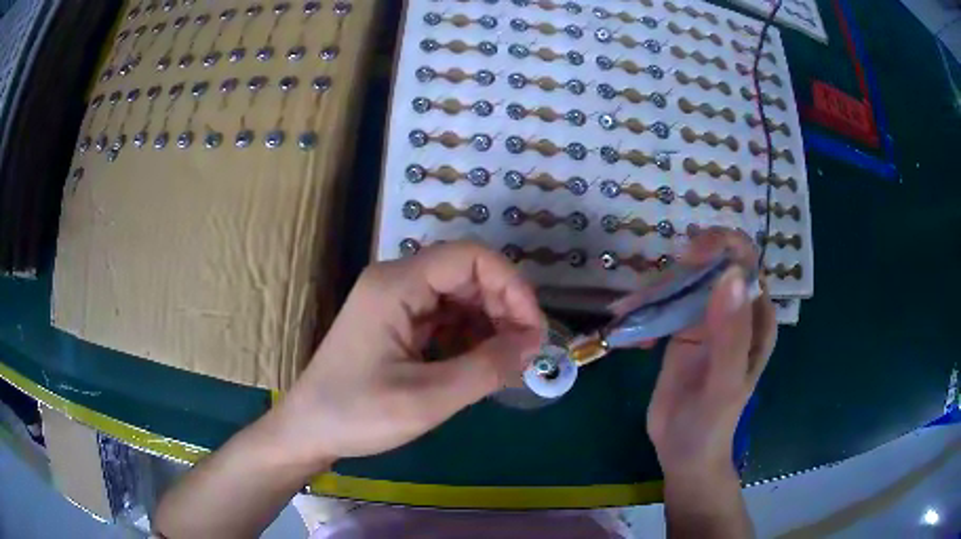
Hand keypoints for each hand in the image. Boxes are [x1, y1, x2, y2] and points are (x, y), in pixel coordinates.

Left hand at [271, 242, 544, 467]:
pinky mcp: (396, 323)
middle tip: (524, 352)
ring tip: (506, 362)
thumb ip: (485, 369)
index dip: (512, 286)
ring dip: (489, 324)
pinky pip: (444, 317)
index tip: (533, 331)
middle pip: (467, 274)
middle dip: (504, 308)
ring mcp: (394, 302)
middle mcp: (396, 282)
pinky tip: (480, 364)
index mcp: (396, 285)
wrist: (307, 431)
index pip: (471, 257)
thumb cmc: (356, 414)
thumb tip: (532, 345)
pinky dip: (469, 336)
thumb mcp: (427, 399)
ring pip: (459, 296)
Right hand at [645, 228, 776, 478]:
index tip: (689, 257)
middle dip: (680, 270)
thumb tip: (730, 275)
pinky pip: (664, 304)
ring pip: (683, 282)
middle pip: (710, 265)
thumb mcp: (725, 383)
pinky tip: (627, 324)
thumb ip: (731, 335)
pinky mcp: (681, 331)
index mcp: (756, 317)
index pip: (746, 263)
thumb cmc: (712, 424)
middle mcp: (734, 311)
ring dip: (654, 290)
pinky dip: (644, 308)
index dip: (721, 248)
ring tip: (628, 312)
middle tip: (648, 295)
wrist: (683, 454)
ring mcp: (706, 319)